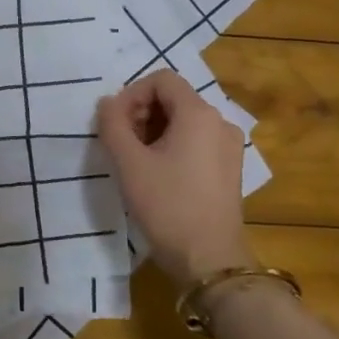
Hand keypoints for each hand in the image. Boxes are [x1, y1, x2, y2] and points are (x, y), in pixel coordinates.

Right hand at [96, 70, 254, 285]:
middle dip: (141, 113)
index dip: (132, 94)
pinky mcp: (230, 168)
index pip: (161, 80)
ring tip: (135, 161)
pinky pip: (197, 141)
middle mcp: (220, 122)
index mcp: (199, 114)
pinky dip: (173, 146)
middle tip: (120, 143)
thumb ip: (112, 124)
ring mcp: (229, 146)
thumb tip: (107, 103)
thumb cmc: (166, 205)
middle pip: (174, 98)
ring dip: (155, 130)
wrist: (208, 258)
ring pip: (185, 121)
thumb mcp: (128, 163)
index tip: (114, 124)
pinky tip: (158, 174)